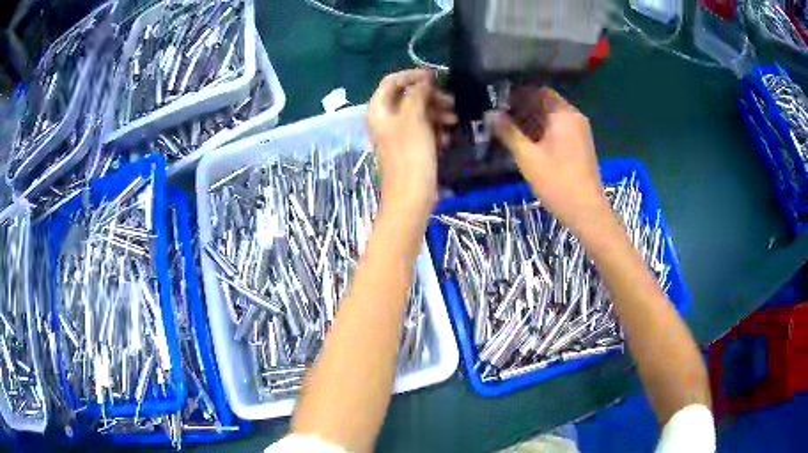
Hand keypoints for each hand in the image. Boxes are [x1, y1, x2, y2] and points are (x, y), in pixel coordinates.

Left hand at [368, 69, 456, 216]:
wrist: (411, 195)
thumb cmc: (410, 154)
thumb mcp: (414, 119)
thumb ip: (418, 94)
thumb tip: (424, 80)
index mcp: (379, 110)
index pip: (391, 82)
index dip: (412, 75)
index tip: (435, 77)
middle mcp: (385, 120)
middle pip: (407, 97)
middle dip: (430, 96)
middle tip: (451, 101)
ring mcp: (397, 134)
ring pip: (417, 113)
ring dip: (437, 113)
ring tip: (454, 121)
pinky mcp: (409, 147)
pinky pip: (422, 130)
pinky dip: (435, 130)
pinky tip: (446, 138)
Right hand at [488, 87, 610, 234]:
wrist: (587, 211)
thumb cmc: (557, 182)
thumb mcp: (527, 157)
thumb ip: (508, 132)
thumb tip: (490, 114)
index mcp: (563, 114)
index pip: (538, 91)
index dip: (517, 94)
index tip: (498, 102)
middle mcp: (574, 117)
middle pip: (545, 103)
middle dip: (522, 108)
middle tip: (499, 118)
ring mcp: (580, 132)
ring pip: (551, 118)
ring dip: (531, 121)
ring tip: (508, 131)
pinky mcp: (580, 146)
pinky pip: (559, 130)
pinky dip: (543, 132)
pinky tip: (527, 144)